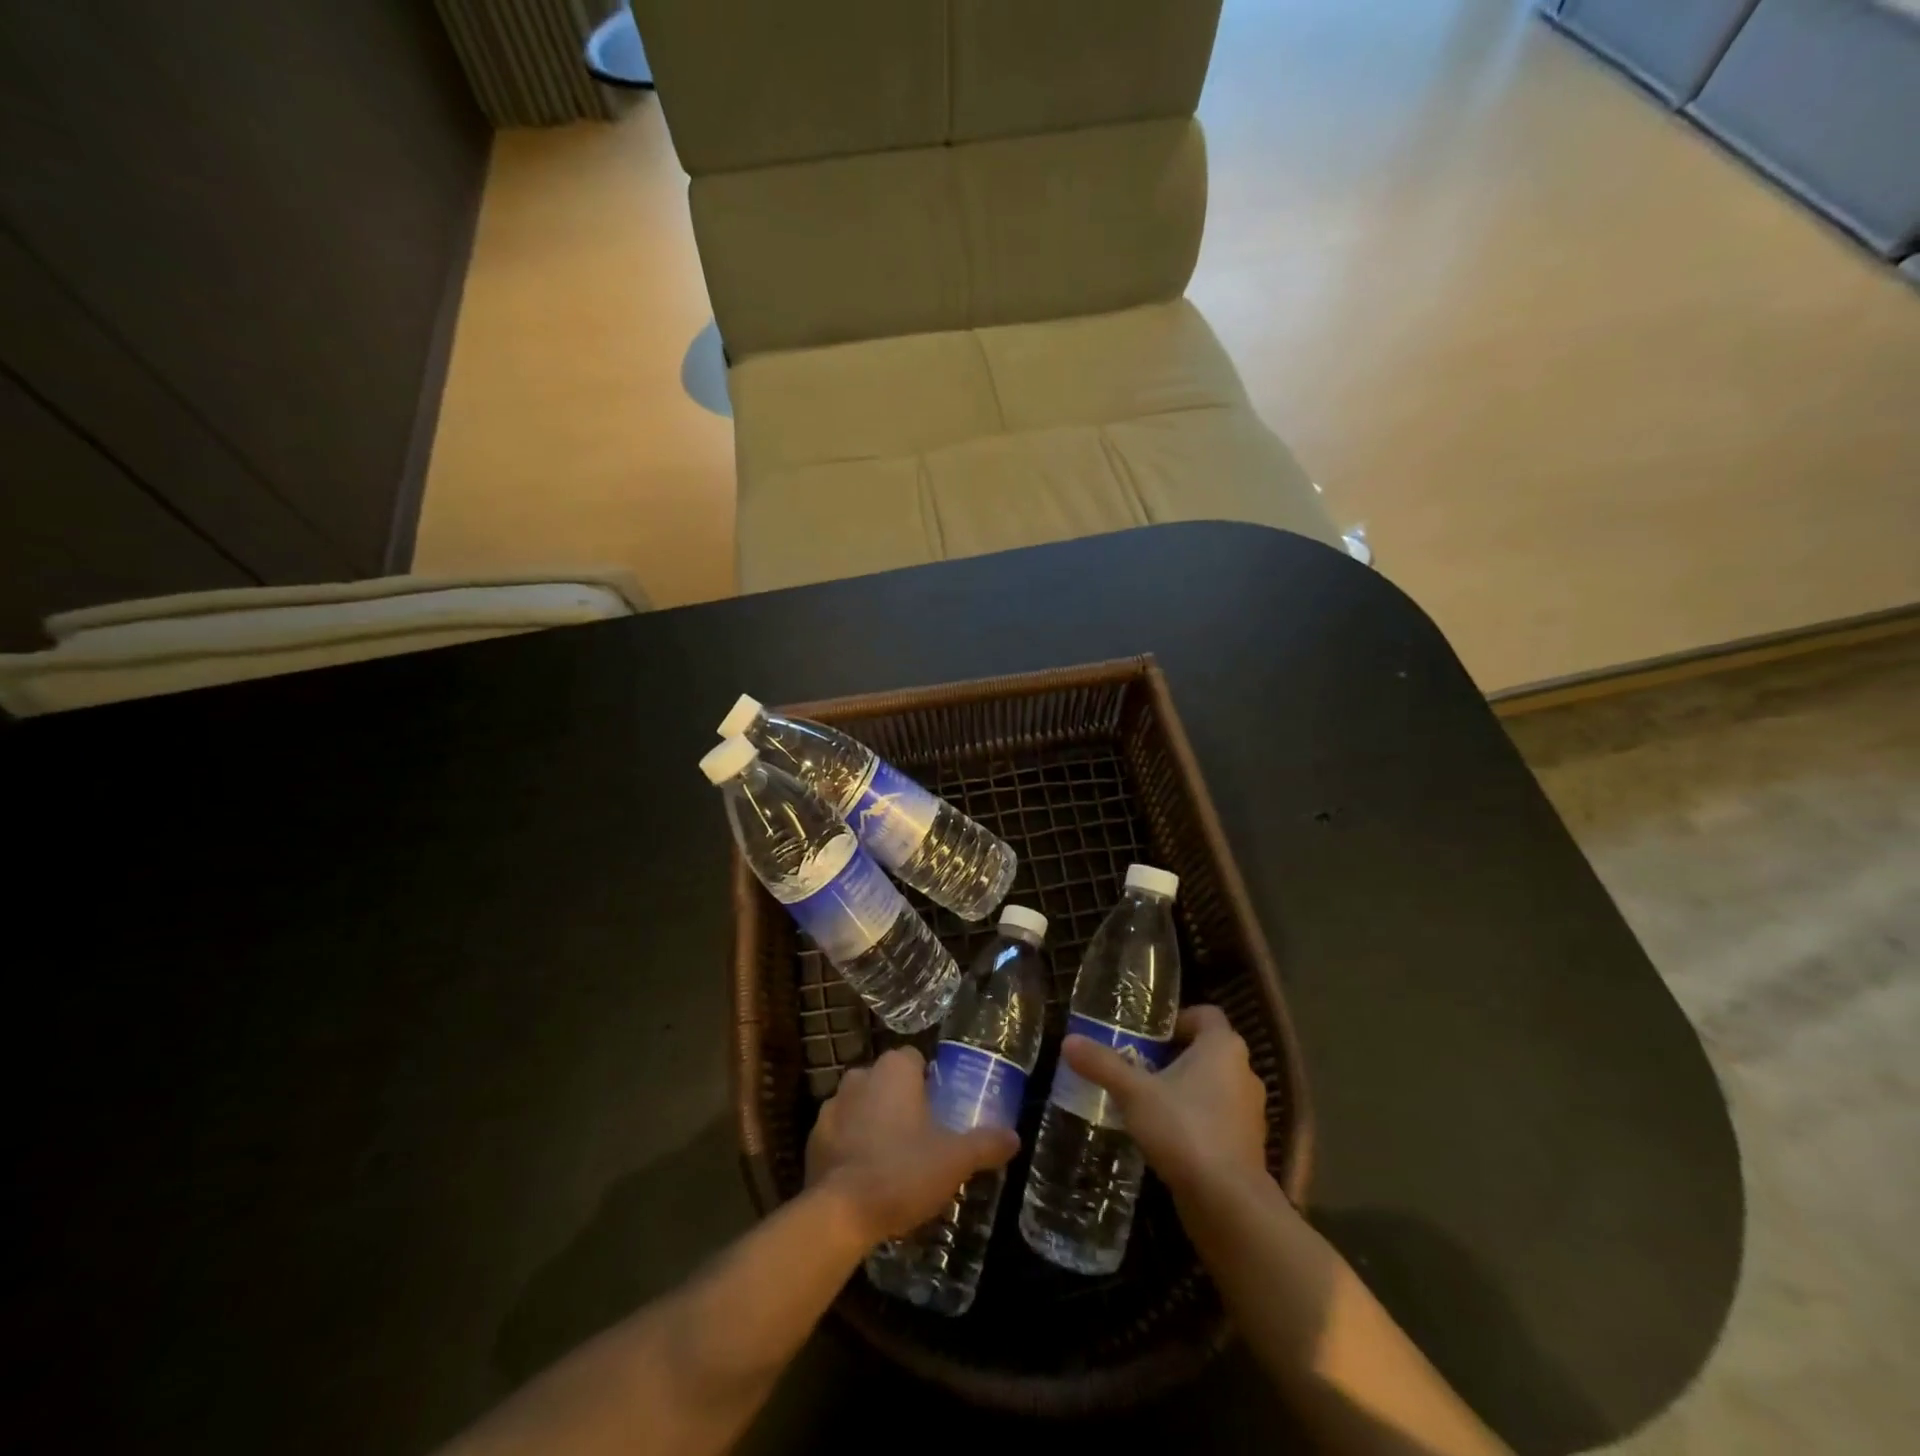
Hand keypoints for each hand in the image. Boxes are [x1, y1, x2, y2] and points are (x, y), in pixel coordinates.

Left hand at [805, 1047, 1019, 1246]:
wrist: (840, 1213)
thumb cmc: (903, 1171)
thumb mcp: (955, 1160)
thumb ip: (986, 1143)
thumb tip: (1014, 1137)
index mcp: (894, 1070)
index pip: (915, 1059)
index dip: (929, 1082)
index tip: (940, 1109)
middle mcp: (860, 1075)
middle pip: (888, 1080)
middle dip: (902, 1101)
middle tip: (923, 1136)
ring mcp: (831, 1105)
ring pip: (862, 1105)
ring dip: (875, 1122)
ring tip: (894, 1159)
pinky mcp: (813, 1137)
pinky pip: (840, 1132)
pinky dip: (852, 1145)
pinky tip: (866, 1176)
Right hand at [1060, 1004, 1267, 1200]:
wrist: (1228, 1202)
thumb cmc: (1184, 1129)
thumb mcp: (1133, 1093)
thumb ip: (1102, 1064)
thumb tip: (1068, 1040)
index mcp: (1223, 1047)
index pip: (1206, 1014)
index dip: (1177, 1020)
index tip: (1148, 1035)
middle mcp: (1244, 1072)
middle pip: (1207, 1050)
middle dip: (1173, 1056)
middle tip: (1137, 1065)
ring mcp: (1250, 1111)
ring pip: (1213, 1086)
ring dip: (1184, 1089)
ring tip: (1146, 1101)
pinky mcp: (1247, 1145)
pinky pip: (1218, 1118)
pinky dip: (1195, 1119)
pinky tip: (1166, 1136)